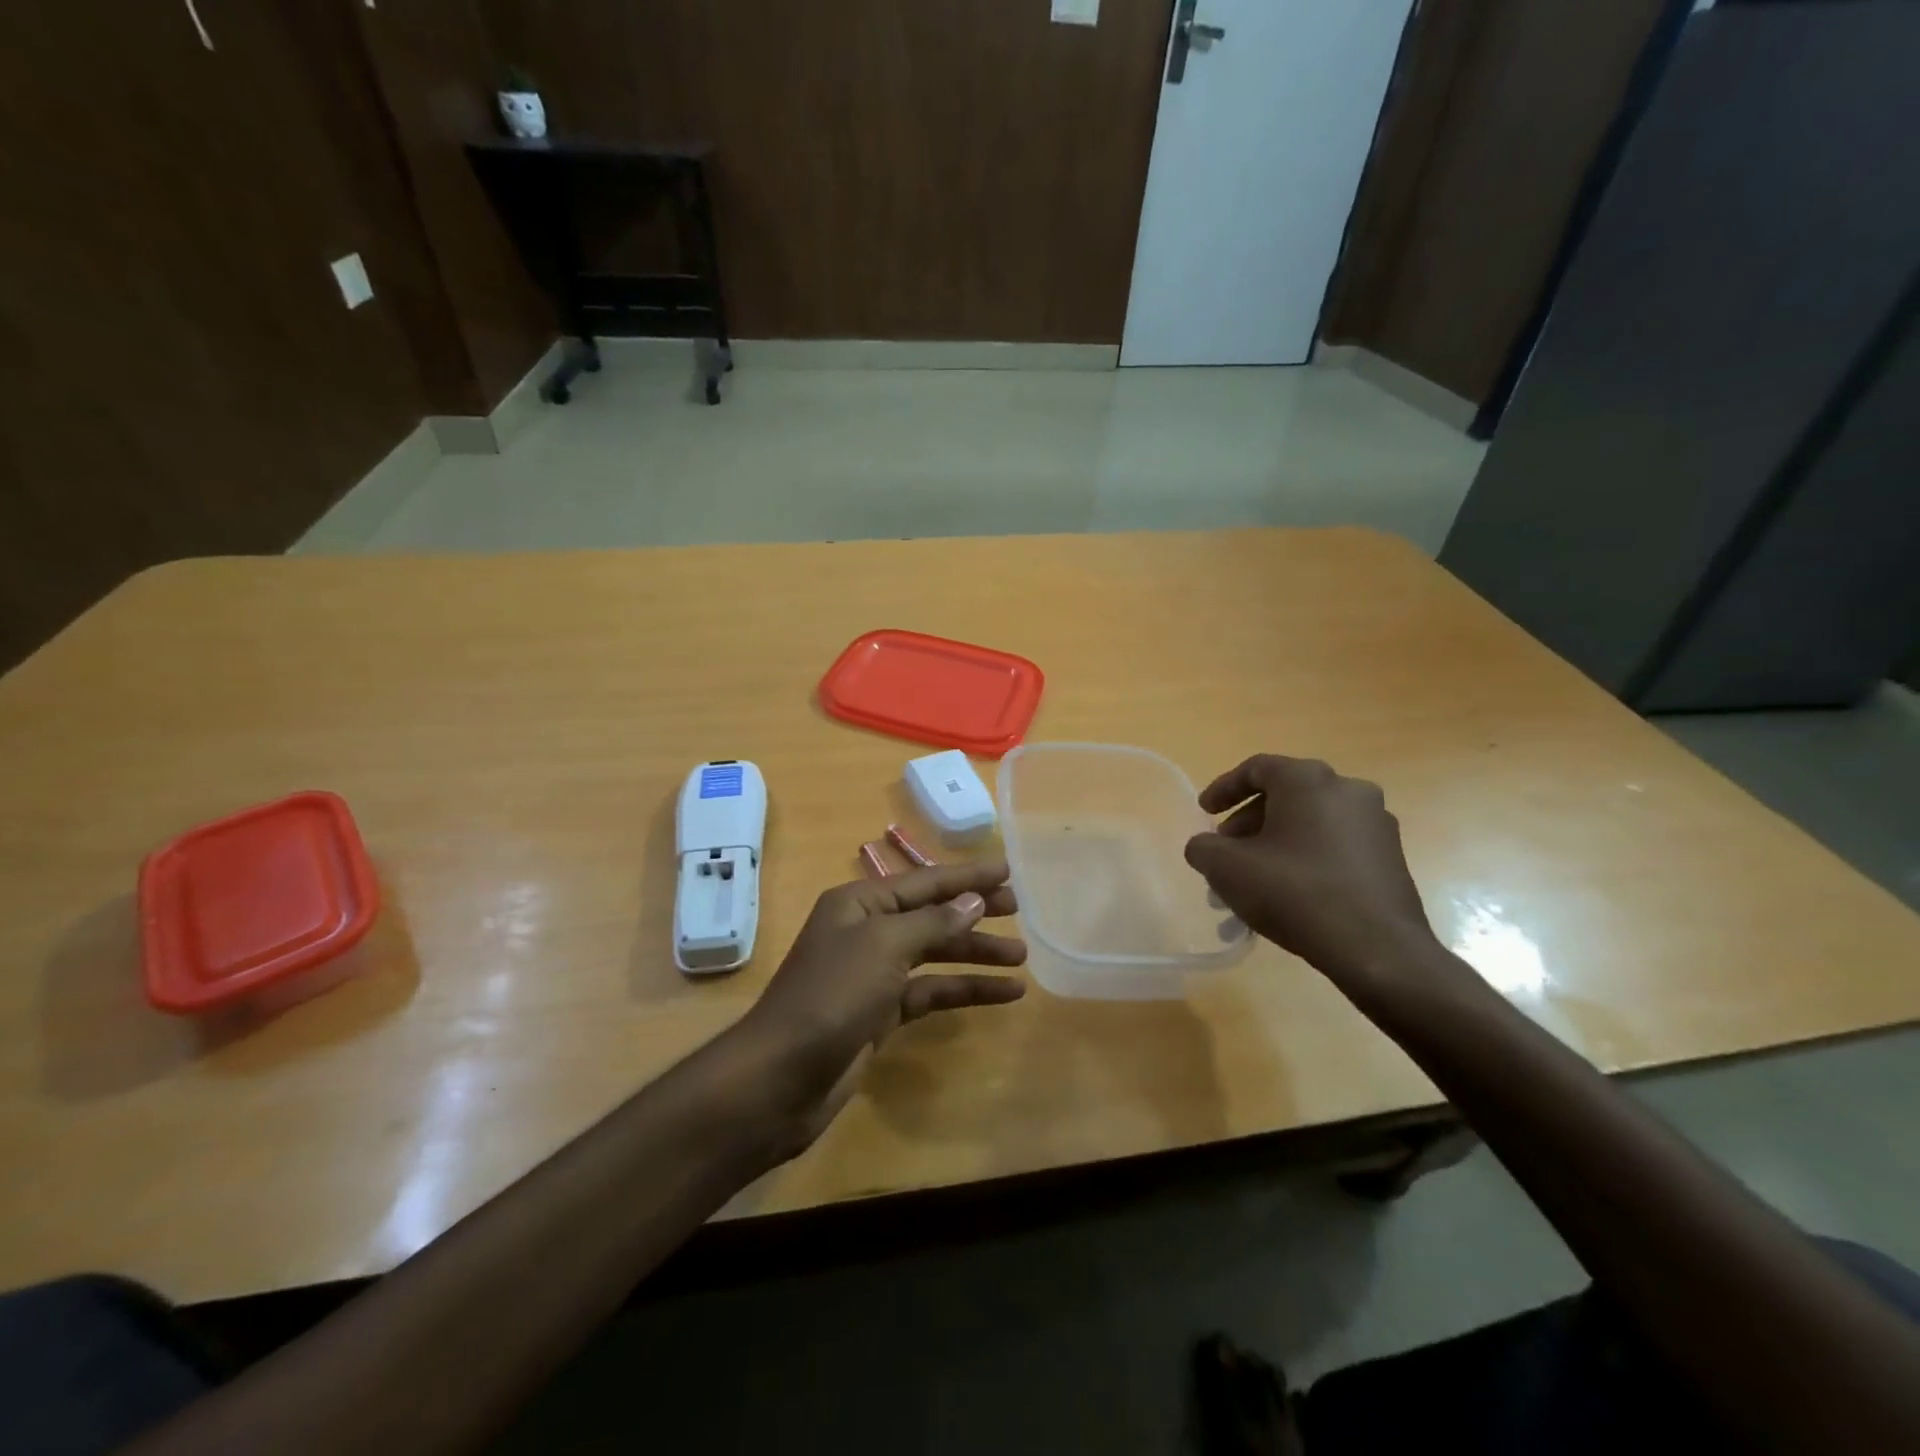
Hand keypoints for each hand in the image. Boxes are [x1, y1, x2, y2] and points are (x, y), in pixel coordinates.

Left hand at [739, 860, 1026, 1146]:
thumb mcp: (884, 947)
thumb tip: (973, 900)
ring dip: (975, 955)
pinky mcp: (881, 1014)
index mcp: (859, 904)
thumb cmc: (831, 996)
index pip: (924, 882)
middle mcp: (866, 932)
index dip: (967, 876)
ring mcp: (873, 975)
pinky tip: (1002, 994)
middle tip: (1019, 910)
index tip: (1008, 870)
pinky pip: (930, 992)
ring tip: (1021, 958)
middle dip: (974, 912)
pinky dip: (964, 991)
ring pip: (935, 955)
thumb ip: (933, 922)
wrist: (780, 1078)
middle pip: (931, 915)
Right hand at [1184, 755, 1439, 987]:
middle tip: (1226, 851)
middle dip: (1247, 823)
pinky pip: (1335, 845)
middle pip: (1285, 795)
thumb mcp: (1227, 869)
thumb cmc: (1294, 893)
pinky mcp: (1391, 857)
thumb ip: (1204, 848)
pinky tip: (1289, 892)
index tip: (1204, 813)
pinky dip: (1306, 857)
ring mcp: (1376, 823)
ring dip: (1275, 842)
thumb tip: (1206, 846)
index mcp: (1308, 779)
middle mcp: (1348, 789)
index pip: (1256, 768)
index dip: (1223, 788)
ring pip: (1310, 822)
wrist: (1377, 949)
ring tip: (1253, 879)